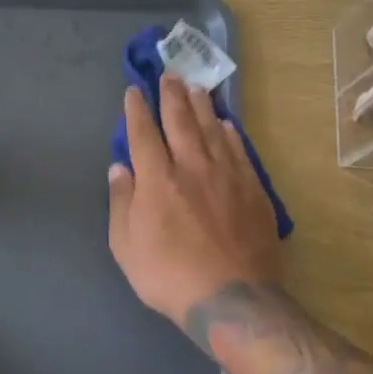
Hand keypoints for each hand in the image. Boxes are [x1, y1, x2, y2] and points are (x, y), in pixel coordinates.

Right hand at [108, 74, 283, 325]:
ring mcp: (227, 177)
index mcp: (157, 179)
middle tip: (169, 75)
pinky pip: (240, 151)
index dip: (136, 110)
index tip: (133, 91)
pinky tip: (227, 124)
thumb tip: (120, 168)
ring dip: (202, 106)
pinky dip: (231, 133)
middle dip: (171, 96)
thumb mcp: (125, 245)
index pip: (143, 133)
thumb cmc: (167, 275)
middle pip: (181, 121)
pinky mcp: (252, 191)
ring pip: (213, 130)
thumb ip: (122, 201)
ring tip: (196, 87)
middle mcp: (192, 167)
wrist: (230, 298)